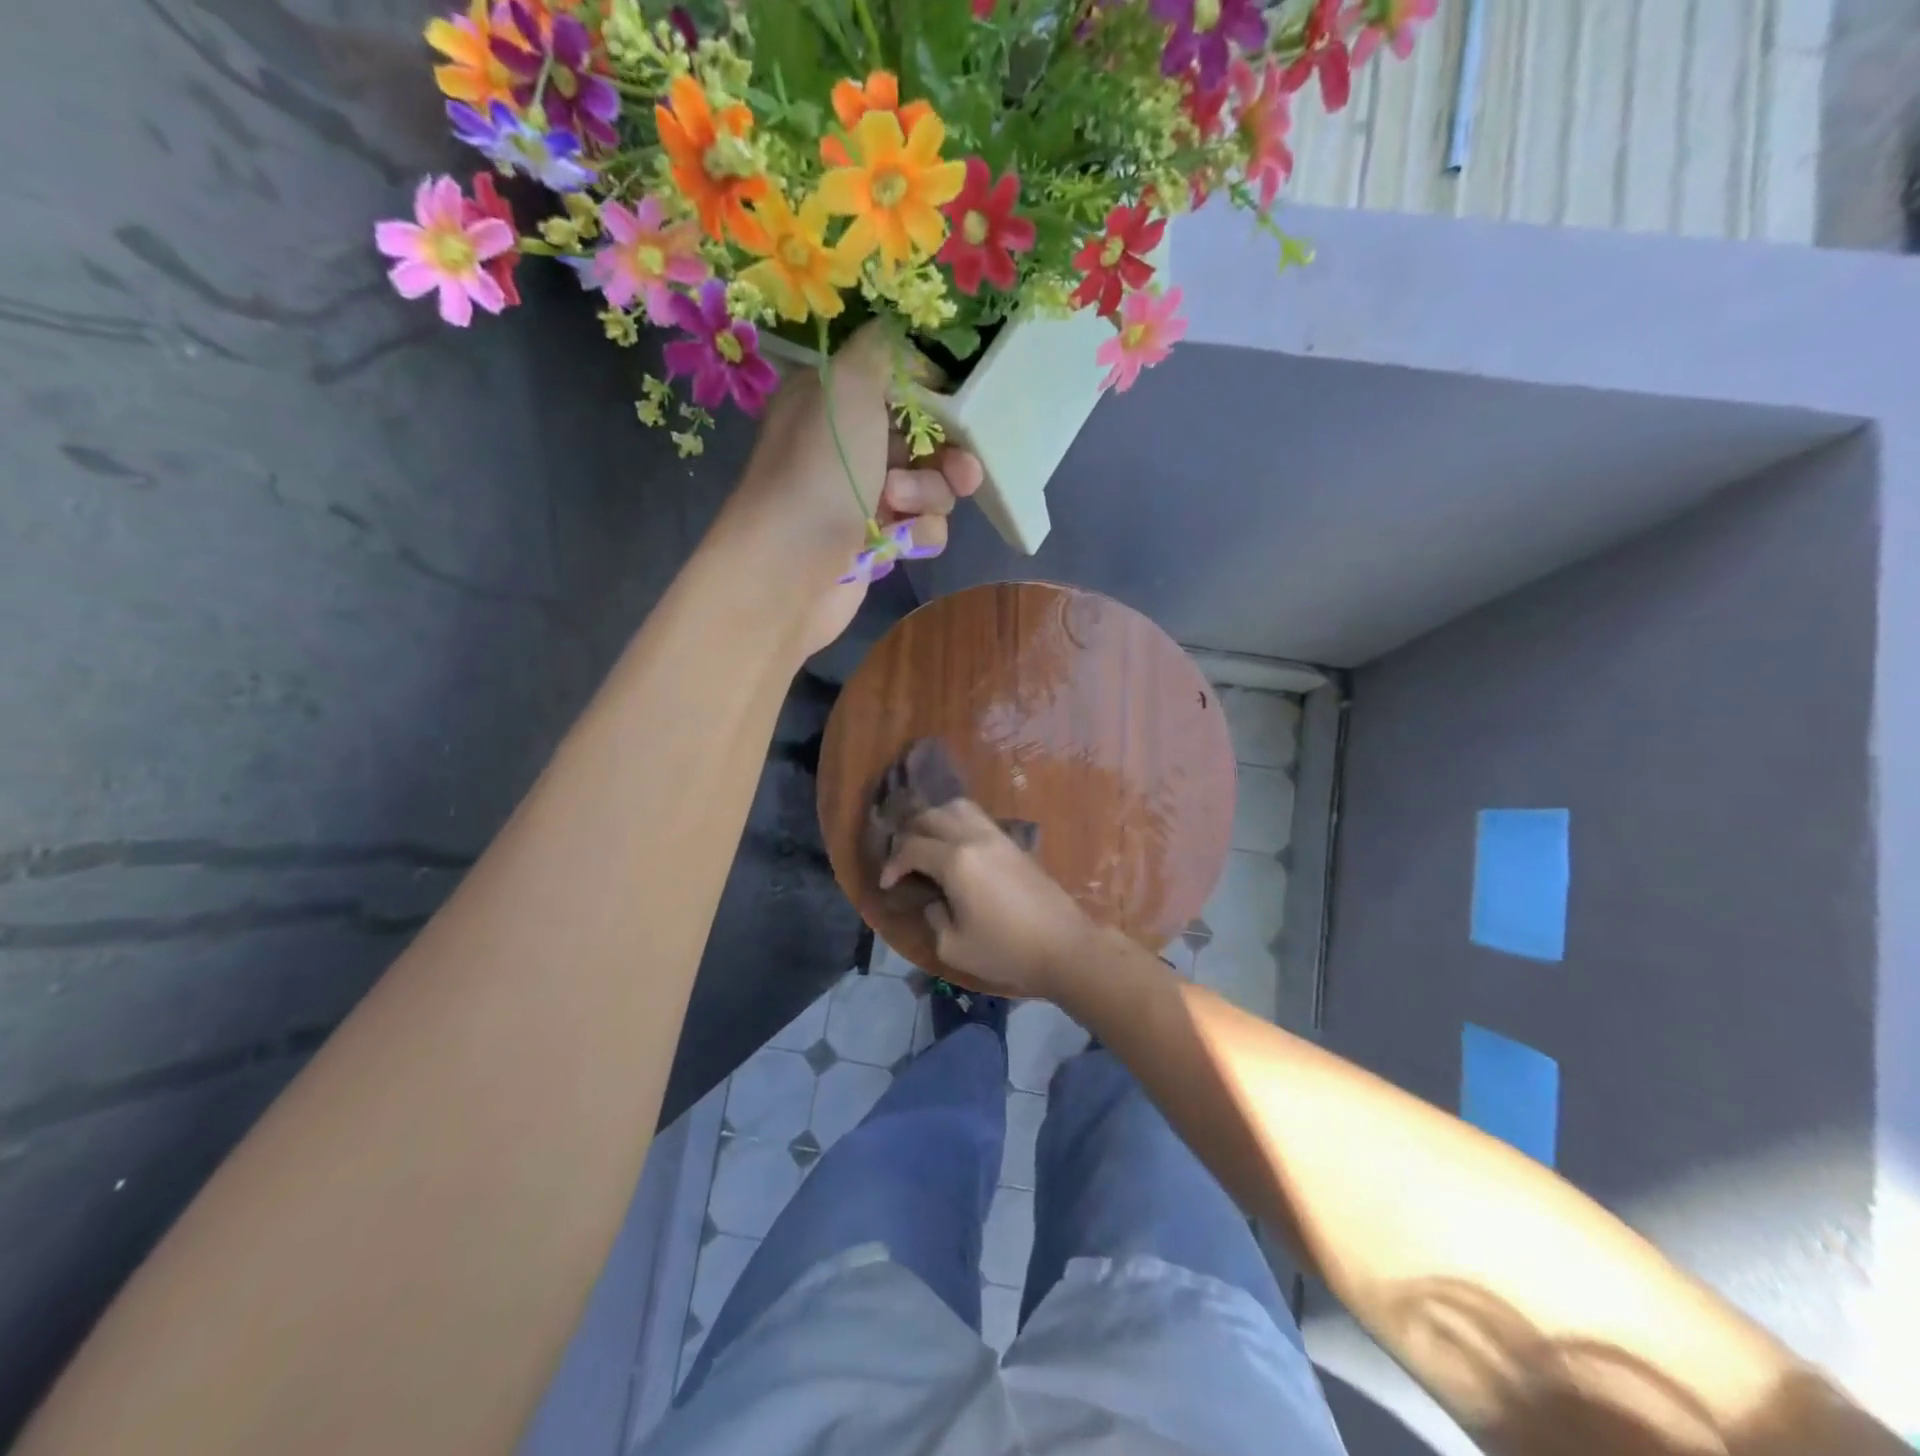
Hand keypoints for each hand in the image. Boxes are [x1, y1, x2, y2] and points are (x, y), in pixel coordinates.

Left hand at [723, 323, 981, 655]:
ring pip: (931, 487)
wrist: (790, 569)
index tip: (958, 406)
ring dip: (928, 495)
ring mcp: (863, 497)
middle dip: (946, 455)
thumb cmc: (819, 469)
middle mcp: (848, 445)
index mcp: (834, 400)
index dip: (935, 396)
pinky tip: (897, 541)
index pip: (899, 385)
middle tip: (960, 470)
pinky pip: (923, 529)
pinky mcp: (876, 543)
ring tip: (899, 506)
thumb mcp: (848, 384)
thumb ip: (882, 349)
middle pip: (924, 440)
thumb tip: (903, 336)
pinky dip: (917, 534)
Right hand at [879, 799, 1096, 1000]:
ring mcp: (998, 836)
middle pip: (931, 816)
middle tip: (902, 860)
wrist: (1064, 947)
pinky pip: (978, 818)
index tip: (887, 885)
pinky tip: (956, 847)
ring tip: (927, 844)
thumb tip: (935, 900)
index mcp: (956, 861)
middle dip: (909, 834)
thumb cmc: (1006, 950)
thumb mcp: (954, 946)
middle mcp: (974, 838)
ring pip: (958, 807)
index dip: (892, 864)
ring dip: (935, 819)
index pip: (911, 848)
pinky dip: (958, 822)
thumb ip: (934, 917)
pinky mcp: (1014, 843)